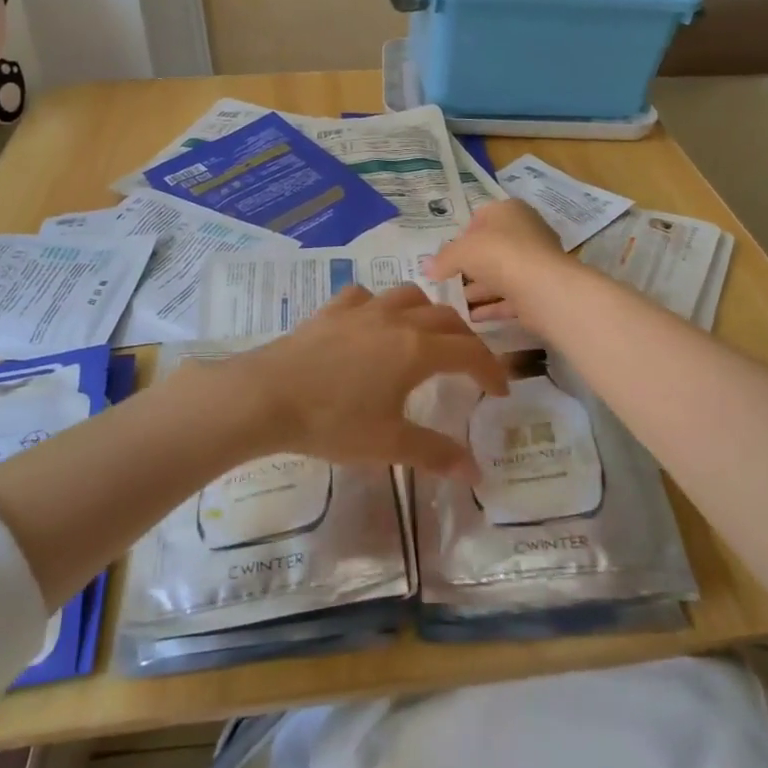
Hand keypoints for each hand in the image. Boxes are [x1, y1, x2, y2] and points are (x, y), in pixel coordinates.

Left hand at [227, 284, 509, 483]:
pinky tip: (373, 322)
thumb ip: (435, 454)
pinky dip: (381, 305)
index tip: (501, 390)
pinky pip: (366, 296)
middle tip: (471, 366)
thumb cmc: (332, 422)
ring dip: (429, 312)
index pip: (470, 352)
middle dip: (466, 339)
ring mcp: (363, 310)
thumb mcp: (388, 445)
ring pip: (409, 295)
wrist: (266, 395)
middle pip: (446, 318)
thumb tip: (476, 472)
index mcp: (417, 350)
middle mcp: (397, 320)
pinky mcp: (332, 311)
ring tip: (428, 334)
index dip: (491, 369)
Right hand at [424, 199, 570, 321]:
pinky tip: (472, 318)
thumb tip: (426, 268)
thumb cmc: (498, 254)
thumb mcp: (460, 252)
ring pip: (501, 274)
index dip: (463, 235)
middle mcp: (526, 231)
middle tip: (449, 281)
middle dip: (471, 266)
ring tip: (456, 305)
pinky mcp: (540, 288)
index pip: (482, 217)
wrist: (541, 286)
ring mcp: (535, 261)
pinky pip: (511, 296)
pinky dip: (493, 306)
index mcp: (509, 211)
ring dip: (480, 289)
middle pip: (492, 248)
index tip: (449, 255)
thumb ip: (442, 259)